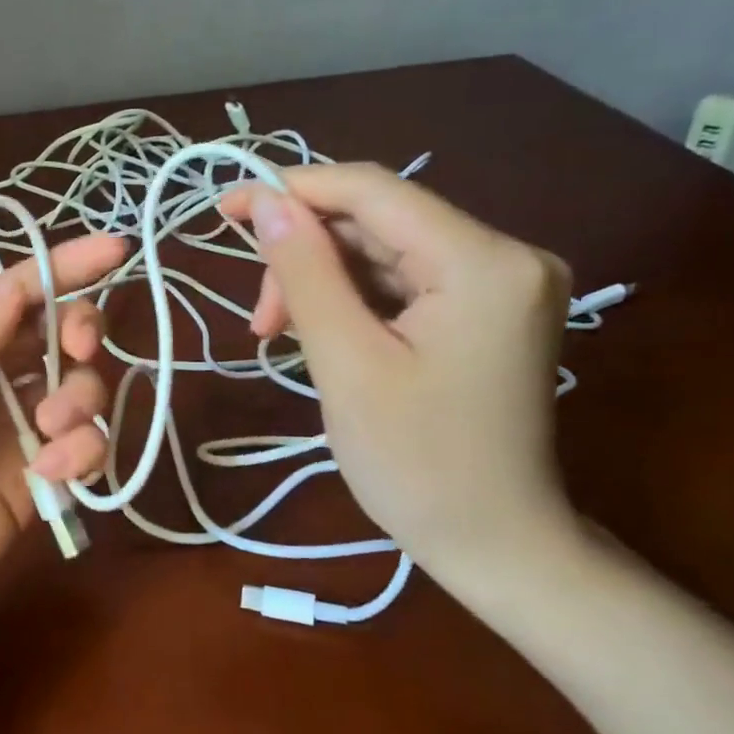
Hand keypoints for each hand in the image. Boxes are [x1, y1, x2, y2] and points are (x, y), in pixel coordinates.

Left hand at [0, 234, 126, 665]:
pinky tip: (50, 475)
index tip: (118, 249)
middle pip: (56, 335)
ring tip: (50, 437)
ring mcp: (11, 433)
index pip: (14, 292)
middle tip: (80, 350)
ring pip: (79, 390)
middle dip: (80, 333)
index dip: (64, 267)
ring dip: (82, 400)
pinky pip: (81, 450)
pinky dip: (82, 453)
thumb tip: (19, 288)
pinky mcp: (32, 483)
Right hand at [222, 165, 574, 574]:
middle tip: (259, 317)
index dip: (294, 190)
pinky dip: (354, 300)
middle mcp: (507, 256)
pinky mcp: (489, 310)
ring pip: (385, 252)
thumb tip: (266, 202)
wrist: (494, 543)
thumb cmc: (416, 464)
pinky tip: (322, 334)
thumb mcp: (347, 363)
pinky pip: (405, 281)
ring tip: (279, 333)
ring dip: (323, 282)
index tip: (227, 211)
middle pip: (379, 222)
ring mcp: (503, 283)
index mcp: (483, 262)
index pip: (374, 191)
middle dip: (306, 255)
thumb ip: (306, 273)